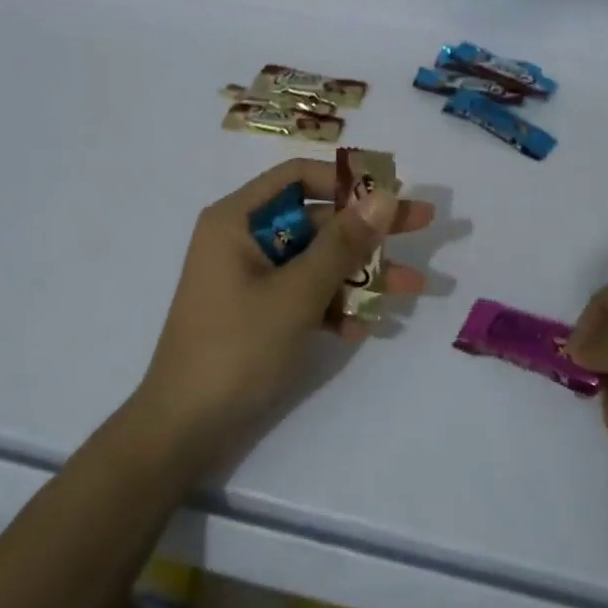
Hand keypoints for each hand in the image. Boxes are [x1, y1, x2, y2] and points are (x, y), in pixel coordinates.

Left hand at [132, 160, 432, 459]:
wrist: (185, 429)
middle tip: (422, 225)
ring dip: (361, 274)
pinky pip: (305, 295)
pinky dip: (334, 306)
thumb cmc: (236, 348)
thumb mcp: (296, 293)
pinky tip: (365, 327)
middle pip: (315, 220)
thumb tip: (384, 197)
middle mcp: (243, 240)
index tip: (390, 193)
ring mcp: (252, 279)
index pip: (298, 178)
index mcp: (237, 220)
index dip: (346, 180)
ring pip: (316, 261)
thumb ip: (343, 245)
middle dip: (367, 232)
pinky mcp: (260, 313)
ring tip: (413, 288)